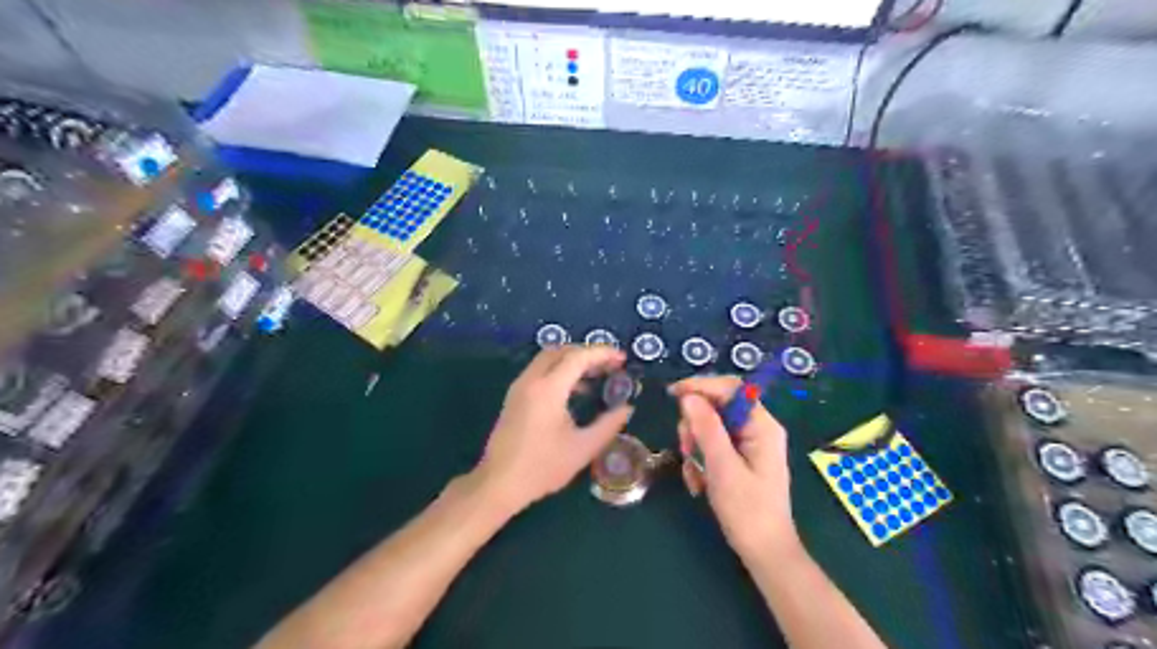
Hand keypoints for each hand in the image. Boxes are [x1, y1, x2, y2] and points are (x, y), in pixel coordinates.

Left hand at [471, 347, 630, 512]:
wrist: (499, 483)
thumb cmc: (543, 467)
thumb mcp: (583, 448)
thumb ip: (609, 425)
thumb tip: (627, 408)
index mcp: (549, 389)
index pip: (578, 357)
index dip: (603, 353)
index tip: (622, 358)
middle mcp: (531, 380)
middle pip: (561, 351)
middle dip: (587, 352)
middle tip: (609, 365)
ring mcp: (519, 387)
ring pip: (548, 359)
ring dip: (572, 361)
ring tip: (596, 376)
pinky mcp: (514, 397)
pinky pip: (539, 371)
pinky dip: (559, 370)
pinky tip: (574, 392)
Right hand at [675, 375, 802, 558]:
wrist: (764, 552)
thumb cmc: (747, 511)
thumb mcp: (722, 468)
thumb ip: (706, 429)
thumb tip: (688, 397)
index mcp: (762, 425)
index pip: (731, 388)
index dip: (701, 386)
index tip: (673, 394)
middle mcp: (757, 428)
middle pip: (717, 406)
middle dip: (695, 426)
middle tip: (686, 449)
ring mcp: (748, 443)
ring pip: (709, 427)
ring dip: (695, 447)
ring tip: (694, 473)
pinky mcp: (739, 458)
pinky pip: (712, 445)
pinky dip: (700, 460)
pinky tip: (699, 482)